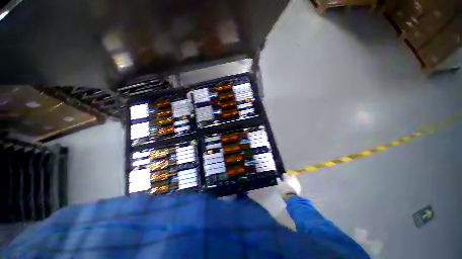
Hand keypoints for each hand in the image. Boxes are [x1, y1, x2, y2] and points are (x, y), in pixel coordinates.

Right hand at [276, 174, 300, 198]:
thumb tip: (278, 178)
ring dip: (291, 180)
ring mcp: (296, 182)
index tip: (281, 178)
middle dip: (288, 177)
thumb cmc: (283, 190)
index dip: (282, 176)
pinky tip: (292, 187)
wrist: (291, 197)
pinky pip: (296, 183)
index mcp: (287, 177)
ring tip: (289, 184)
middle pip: (290, 176)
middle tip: (285, 181)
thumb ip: (278, 180)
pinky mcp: (299, 186)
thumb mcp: (279, 185)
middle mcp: (292, 178)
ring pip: (293, 179)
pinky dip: (294, 184)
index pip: (284, 174)